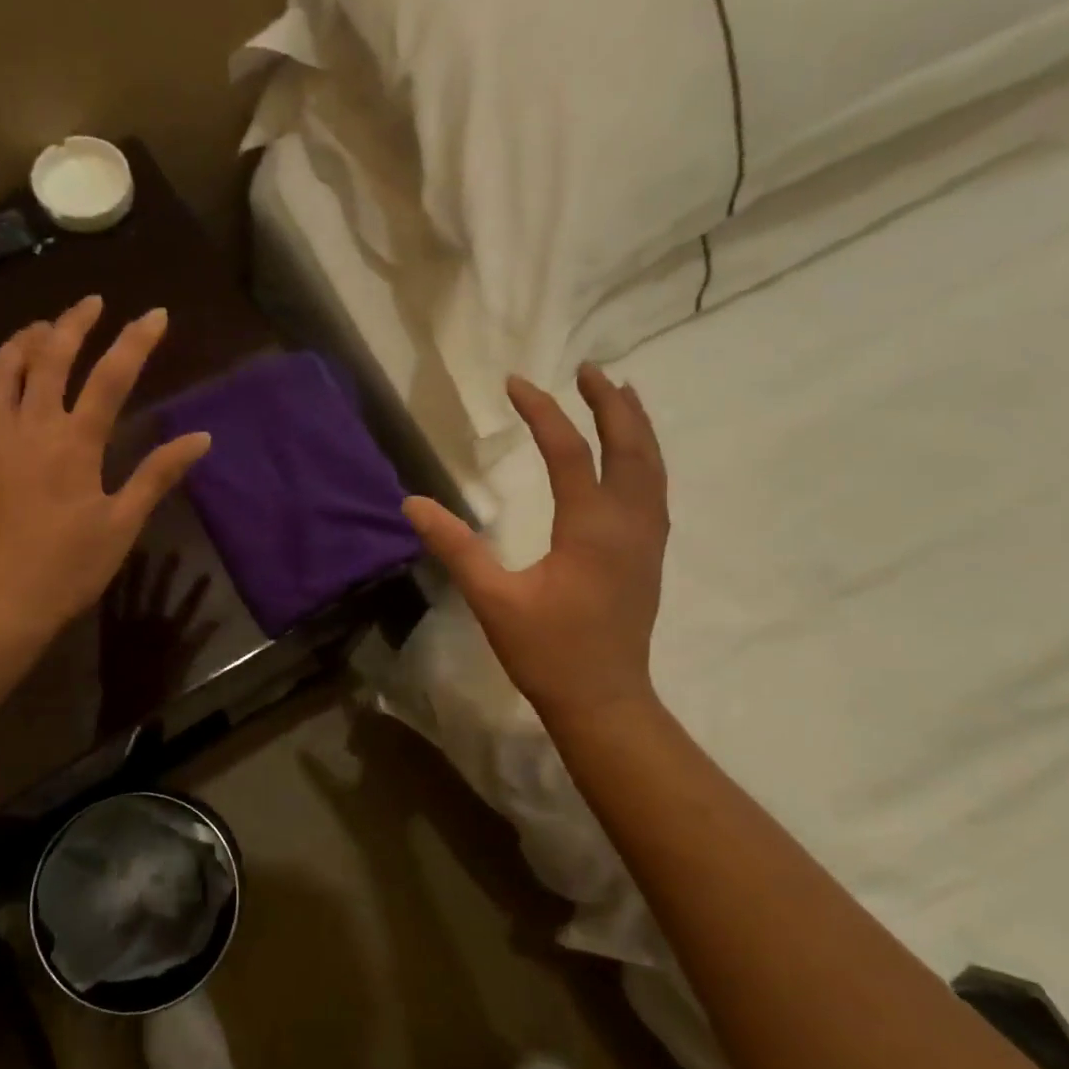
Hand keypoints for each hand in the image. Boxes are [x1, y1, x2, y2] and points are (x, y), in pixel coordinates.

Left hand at [0, 296, 211, 638]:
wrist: (2, 599)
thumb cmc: (70, 566)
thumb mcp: (123, 523)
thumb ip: (158, 474)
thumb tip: (200, 439)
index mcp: (75, 443)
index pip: (110, 377)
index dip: (136, 341)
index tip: (155, 314)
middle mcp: (30, 427)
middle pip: (50, 357)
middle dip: (74, 323)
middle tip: (92, 302)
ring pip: (4, 370)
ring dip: (25, 340)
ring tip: (43, 326)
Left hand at [97, 552, 218, 733]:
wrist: (126, 705)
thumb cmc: (157, 688)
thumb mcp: (182, 665)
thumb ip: (198, 641)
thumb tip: (217, 619)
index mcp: (168, 634)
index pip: (187, 607)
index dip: (197, 591)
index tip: (206, 573)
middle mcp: (148, 624)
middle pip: (159, 593)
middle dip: (166, 572)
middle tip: (173, 551)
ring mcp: (126, 626)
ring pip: (133, 593)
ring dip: (137, 573)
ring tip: (141, 552)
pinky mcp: (108, 631)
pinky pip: (109, 606)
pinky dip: (111, 590)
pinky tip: (112, 574)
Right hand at [402, 366, 668, 724]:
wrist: (604, 699)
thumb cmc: (548, 651)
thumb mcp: (493, 599)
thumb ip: (456, 548)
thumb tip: (413, 504)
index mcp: (591, 528)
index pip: (569, 452)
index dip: (542, 413)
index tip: (516, 383)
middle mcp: (629, 523)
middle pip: (630, 446)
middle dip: (609, 402)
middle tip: (587, 369)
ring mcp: (647, 539)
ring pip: (652, 466)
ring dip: (636, 425)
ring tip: (621, 393)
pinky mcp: (650, 556)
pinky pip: (655, 489)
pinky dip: (645, 457)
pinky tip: (633, 458)